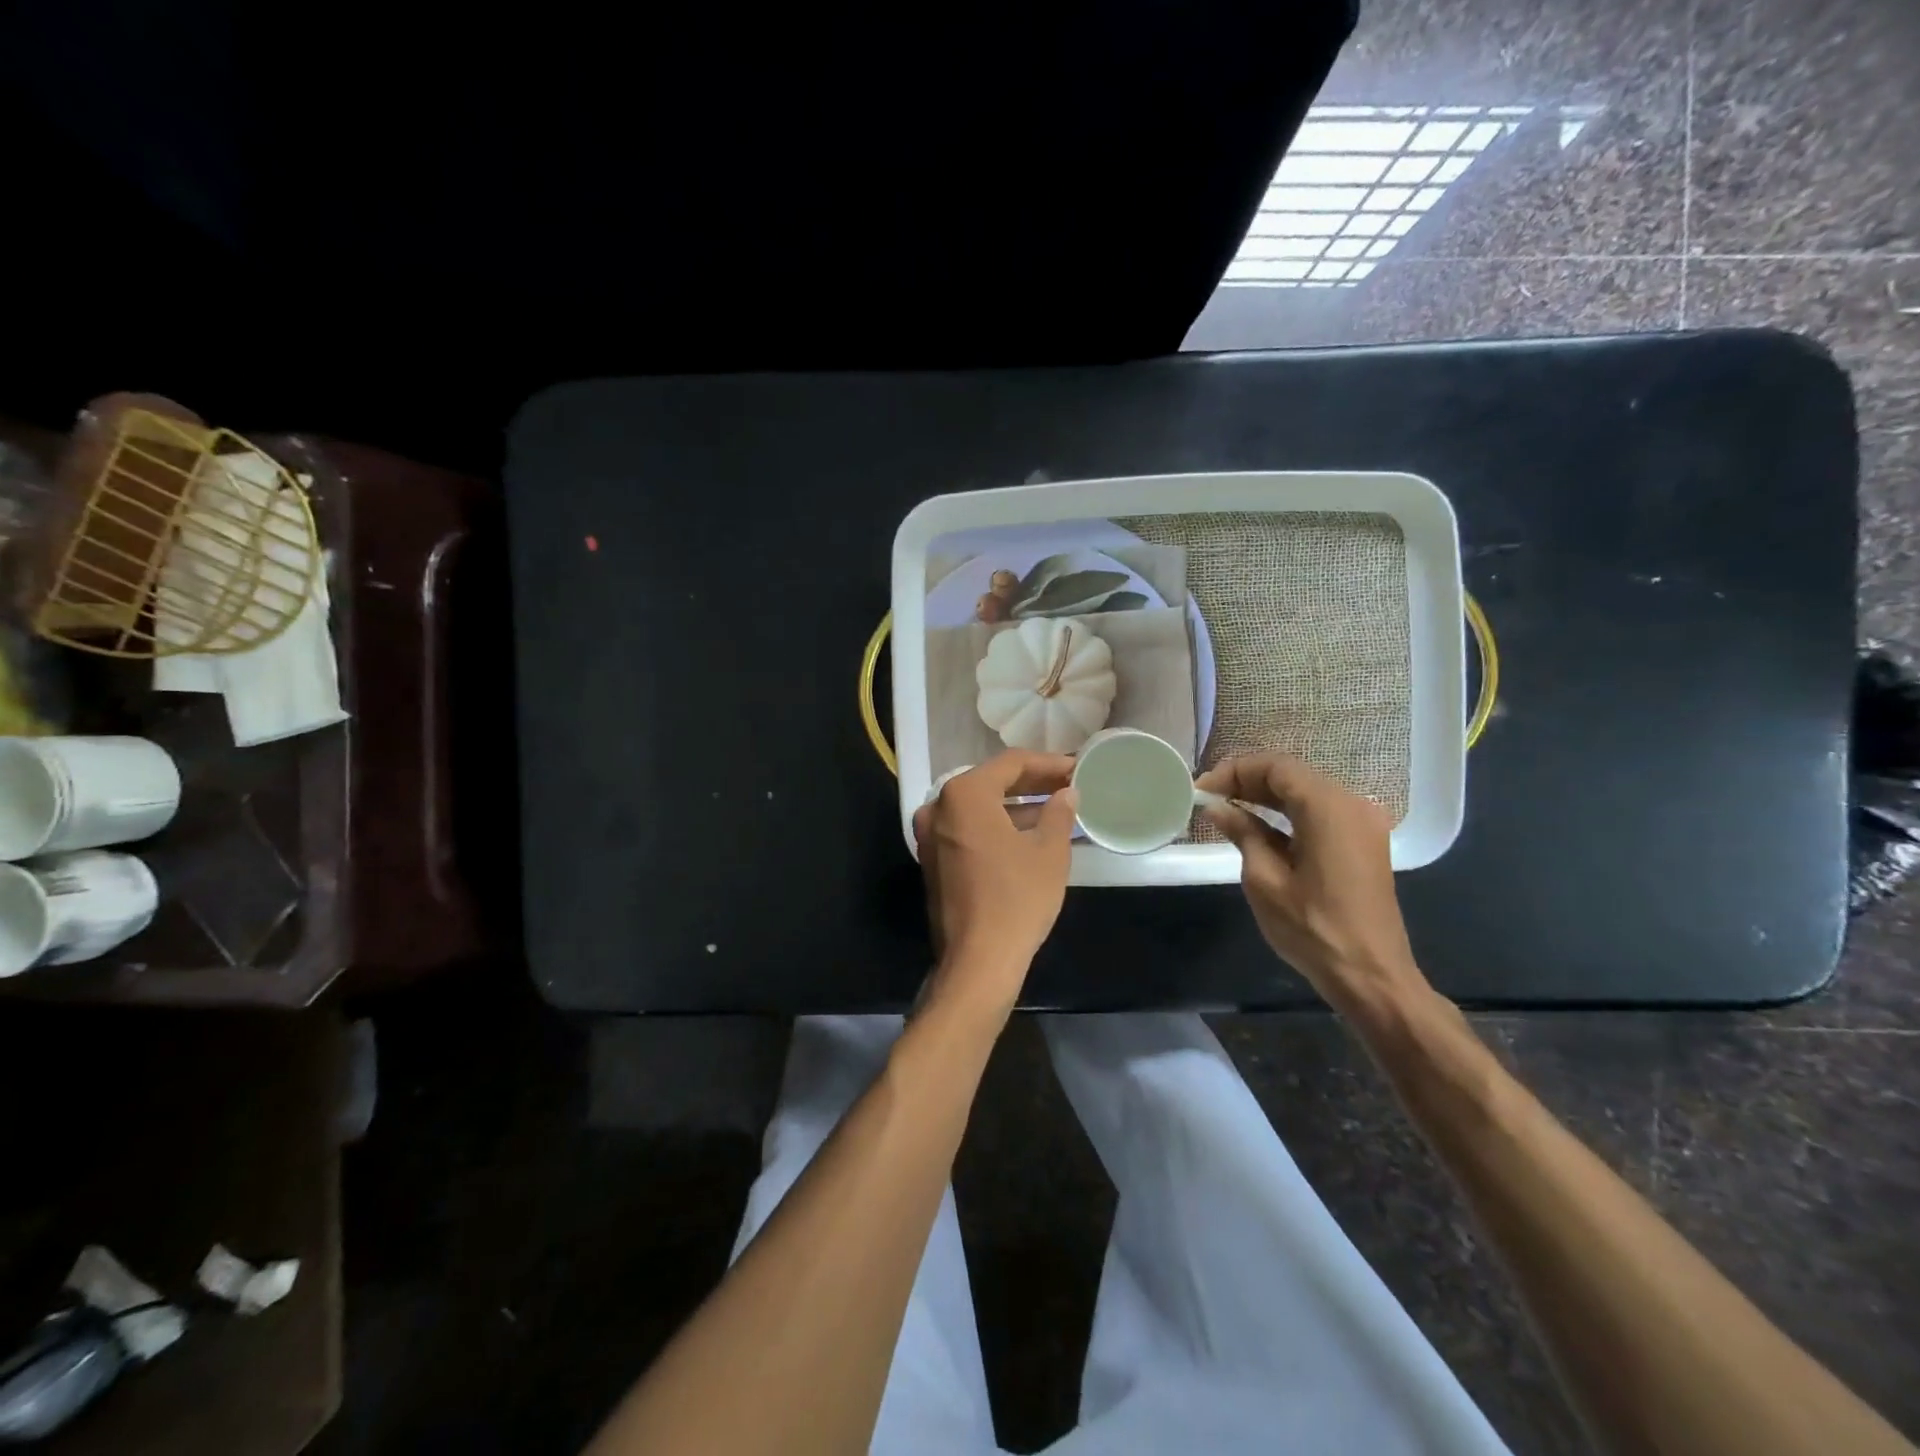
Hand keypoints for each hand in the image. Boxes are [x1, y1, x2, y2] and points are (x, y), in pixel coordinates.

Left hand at [912, 750, 1077, 1013]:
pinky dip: (997, 825)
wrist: (978, 961)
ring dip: (1016, 805)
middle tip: (1068, 784)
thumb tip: (1066, 794)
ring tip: (1056, 807)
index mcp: (964, 795)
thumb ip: (1059, 813)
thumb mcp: (1049, 851)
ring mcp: (931, 835)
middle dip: (1032, 782)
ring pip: (979, 807)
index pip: (1011, 764)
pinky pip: (969, 829)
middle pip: (991, 782)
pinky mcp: (933, 860)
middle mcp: (939, 807)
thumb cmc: (1017, 899)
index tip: (1077, 768)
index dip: (1048, 764)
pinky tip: (1029, 832)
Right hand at [1196, 753, 1425, 1014]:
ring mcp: (1363, 823)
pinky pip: (1321, 812)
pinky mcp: (1364, 843)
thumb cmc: (1312, 928)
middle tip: (1210, 798)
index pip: (1276, 767)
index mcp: (1328, 807)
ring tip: (1228, 809)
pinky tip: (1260, 826)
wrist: (1371, 976)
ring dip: (1267, 796)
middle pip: (1293, 775)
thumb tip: (1218, 807)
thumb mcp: (1264, 879)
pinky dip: (1289, 813)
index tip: (1201, 790)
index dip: (1234, 772)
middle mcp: (1351, 804)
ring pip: (1306, 792)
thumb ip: (1242, 833)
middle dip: (1248, 781)